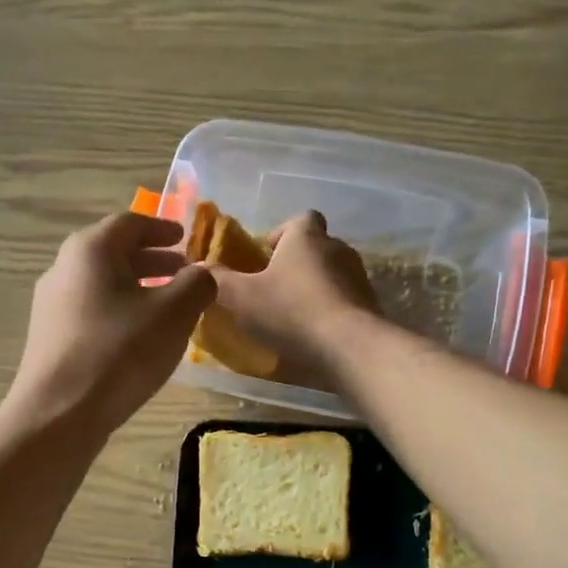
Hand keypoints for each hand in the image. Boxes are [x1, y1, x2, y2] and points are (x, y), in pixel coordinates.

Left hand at [7, 212, 216, 436]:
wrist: (59, 413)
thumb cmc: (119, 352)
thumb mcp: (174, 314)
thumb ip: (196, 284)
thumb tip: (203, 274)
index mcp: (90, 250)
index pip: (130, 223)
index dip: (162, 228)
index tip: (184, 237)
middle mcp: (63, 269)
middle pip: (113, 253)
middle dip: (153, 260)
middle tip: (184, 272)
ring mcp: (51, 306)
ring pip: (102, 285)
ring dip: (137, 289)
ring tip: (168, 307)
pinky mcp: (50, 338)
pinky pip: (92, 312)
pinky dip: (120, 312)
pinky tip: (140, 338)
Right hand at [208, 211, 381, 383]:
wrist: (350, 347)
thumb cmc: (291, 312)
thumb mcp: (240, 297)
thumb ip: (217, 281)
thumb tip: (197, 268)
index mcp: (306, 236)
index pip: (298, 220)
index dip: (280, 236)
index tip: (264, 260)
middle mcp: (337, 248)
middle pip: (314, 248)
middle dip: (294, 266)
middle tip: (272, 291)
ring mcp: (358, 277)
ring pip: (330, 275)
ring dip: (313, 290)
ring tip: (292, 317)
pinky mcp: (370, 305)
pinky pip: (344, 301)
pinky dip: (330, 312)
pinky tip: (314, 336)